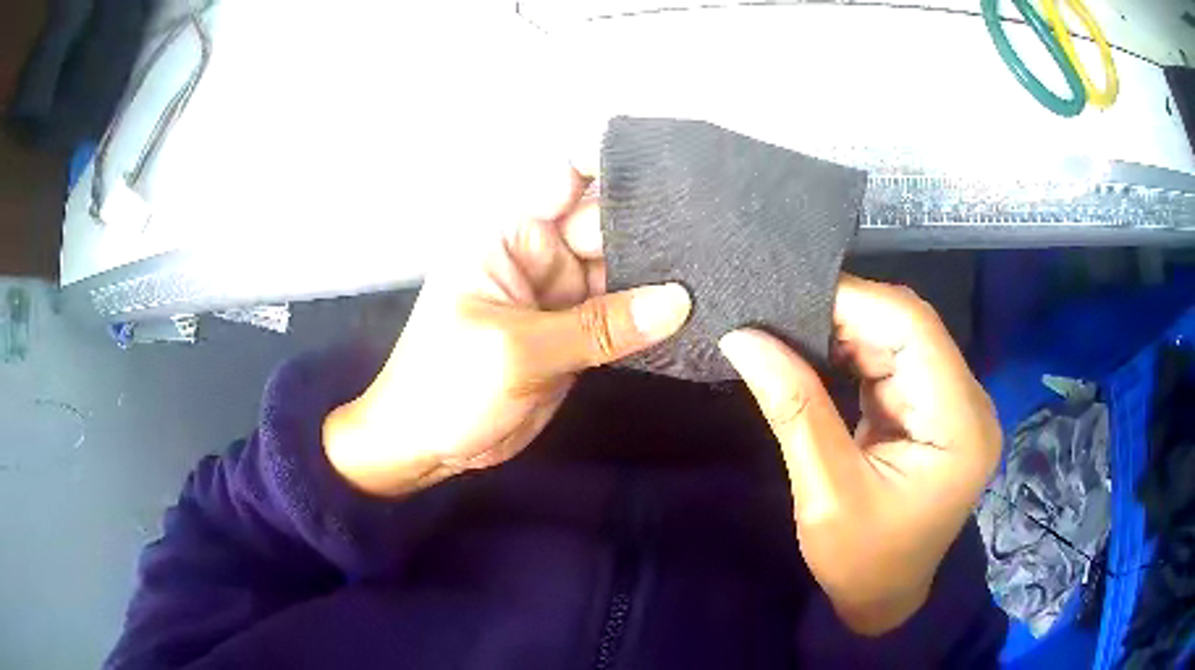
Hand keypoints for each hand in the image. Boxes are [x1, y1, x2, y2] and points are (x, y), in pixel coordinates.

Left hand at [322, 166, 691, 496]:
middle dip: (657, 223)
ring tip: (724, 267)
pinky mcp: (577, 331)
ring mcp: (561, 293)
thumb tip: (678, 301)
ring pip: (623, 271)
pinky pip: (623, 315)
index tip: (678, 168)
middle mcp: (540, 253)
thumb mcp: (517, 351)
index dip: (618, 166)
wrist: (427, 446)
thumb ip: (598, 326)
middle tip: (723, 228)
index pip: (568, 178)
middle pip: (607, 224)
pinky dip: (654, 316)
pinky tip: (702, 310)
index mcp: (510, 234)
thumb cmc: (446, 385)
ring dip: (664, 273)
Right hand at [719, 275, 999, 635]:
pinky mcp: (934, 410)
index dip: (854, 302)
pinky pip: (895, 362)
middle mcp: (968, 402)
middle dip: (846, 316)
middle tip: (780, 317)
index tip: (787, 299)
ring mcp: (954, 404)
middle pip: (911, 327)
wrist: (885, 600)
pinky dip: (856, 354)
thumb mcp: (825, 494)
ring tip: (792, 334)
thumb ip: (795, 409)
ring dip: (848, 333)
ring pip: (901, 338)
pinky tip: (820, 356)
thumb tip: (743, 338)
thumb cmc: (862, 563)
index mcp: (960, 424)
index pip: (915, 329)